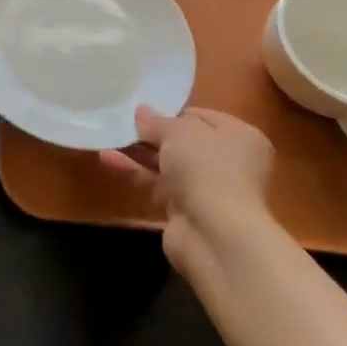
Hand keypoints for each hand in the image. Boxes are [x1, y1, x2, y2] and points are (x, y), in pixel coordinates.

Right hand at [101, 106, 278, 284]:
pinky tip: (107, 159)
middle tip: (122, 122)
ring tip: (107, 137)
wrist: (216, 236)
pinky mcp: (186, 212)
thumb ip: (156, 121)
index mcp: (239, 137)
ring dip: (138, 152)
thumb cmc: (206, 168)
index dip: (172, 112)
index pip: (201, 117)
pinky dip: (134, 172)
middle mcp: (228, 163)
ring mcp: (207, 190)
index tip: (144, 109)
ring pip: (167, 165)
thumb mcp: (178, 132)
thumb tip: (142, 111)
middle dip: (152, 134)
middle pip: (183, 142)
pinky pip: (156, 185)